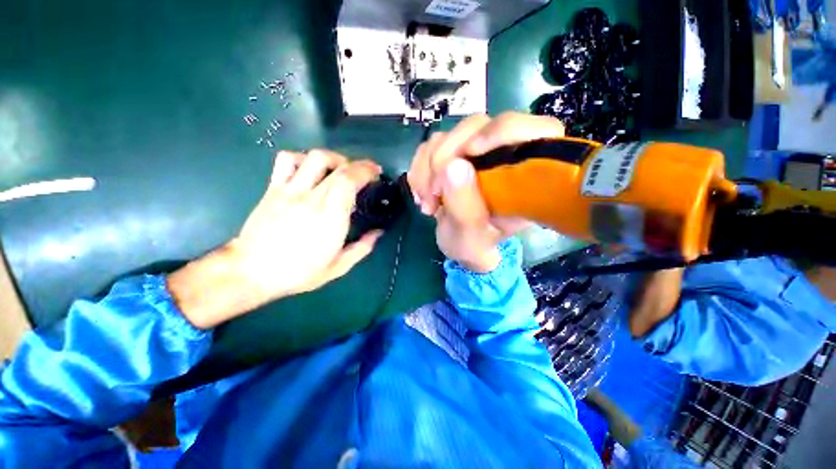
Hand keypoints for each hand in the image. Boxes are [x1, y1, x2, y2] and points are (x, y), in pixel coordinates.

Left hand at [168, 150, 382, 328]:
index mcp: (330, 218)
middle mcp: (312, 199)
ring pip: (315, 158)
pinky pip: (287, 160)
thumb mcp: (338, 267)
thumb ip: (362, 248)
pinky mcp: (273, 189)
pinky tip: (311, 169)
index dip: (366, 171)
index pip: (349, 181)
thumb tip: (379, 232)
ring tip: (342, 168)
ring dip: (335, 158)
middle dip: (359, 165)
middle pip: (339, 168)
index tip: (376, 173)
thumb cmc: (298, 272)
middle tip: (368, 171)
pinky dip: (303, 158)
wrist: (251, 271)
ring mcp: (290, 191)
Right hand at [407, 113, 564, 271]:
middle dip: (444, 159)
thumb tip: (453, 166)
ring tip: (427, 201)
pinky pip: (431, 145)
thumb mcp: (470, 237)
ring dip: (427, 168)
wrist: (459, 242)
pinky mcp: (455, 152)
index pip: (537, 130)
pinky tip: (422, 193)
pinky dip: (420, 168)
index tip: (468, 155)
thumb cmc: (474, 244)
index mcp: (526, 177)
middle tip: (434, 194)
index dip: (502, 131)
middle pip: (477, 126)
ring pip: (448, 135)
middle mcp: (504, 155)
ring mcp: (477, 150)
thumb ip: (465, 208)